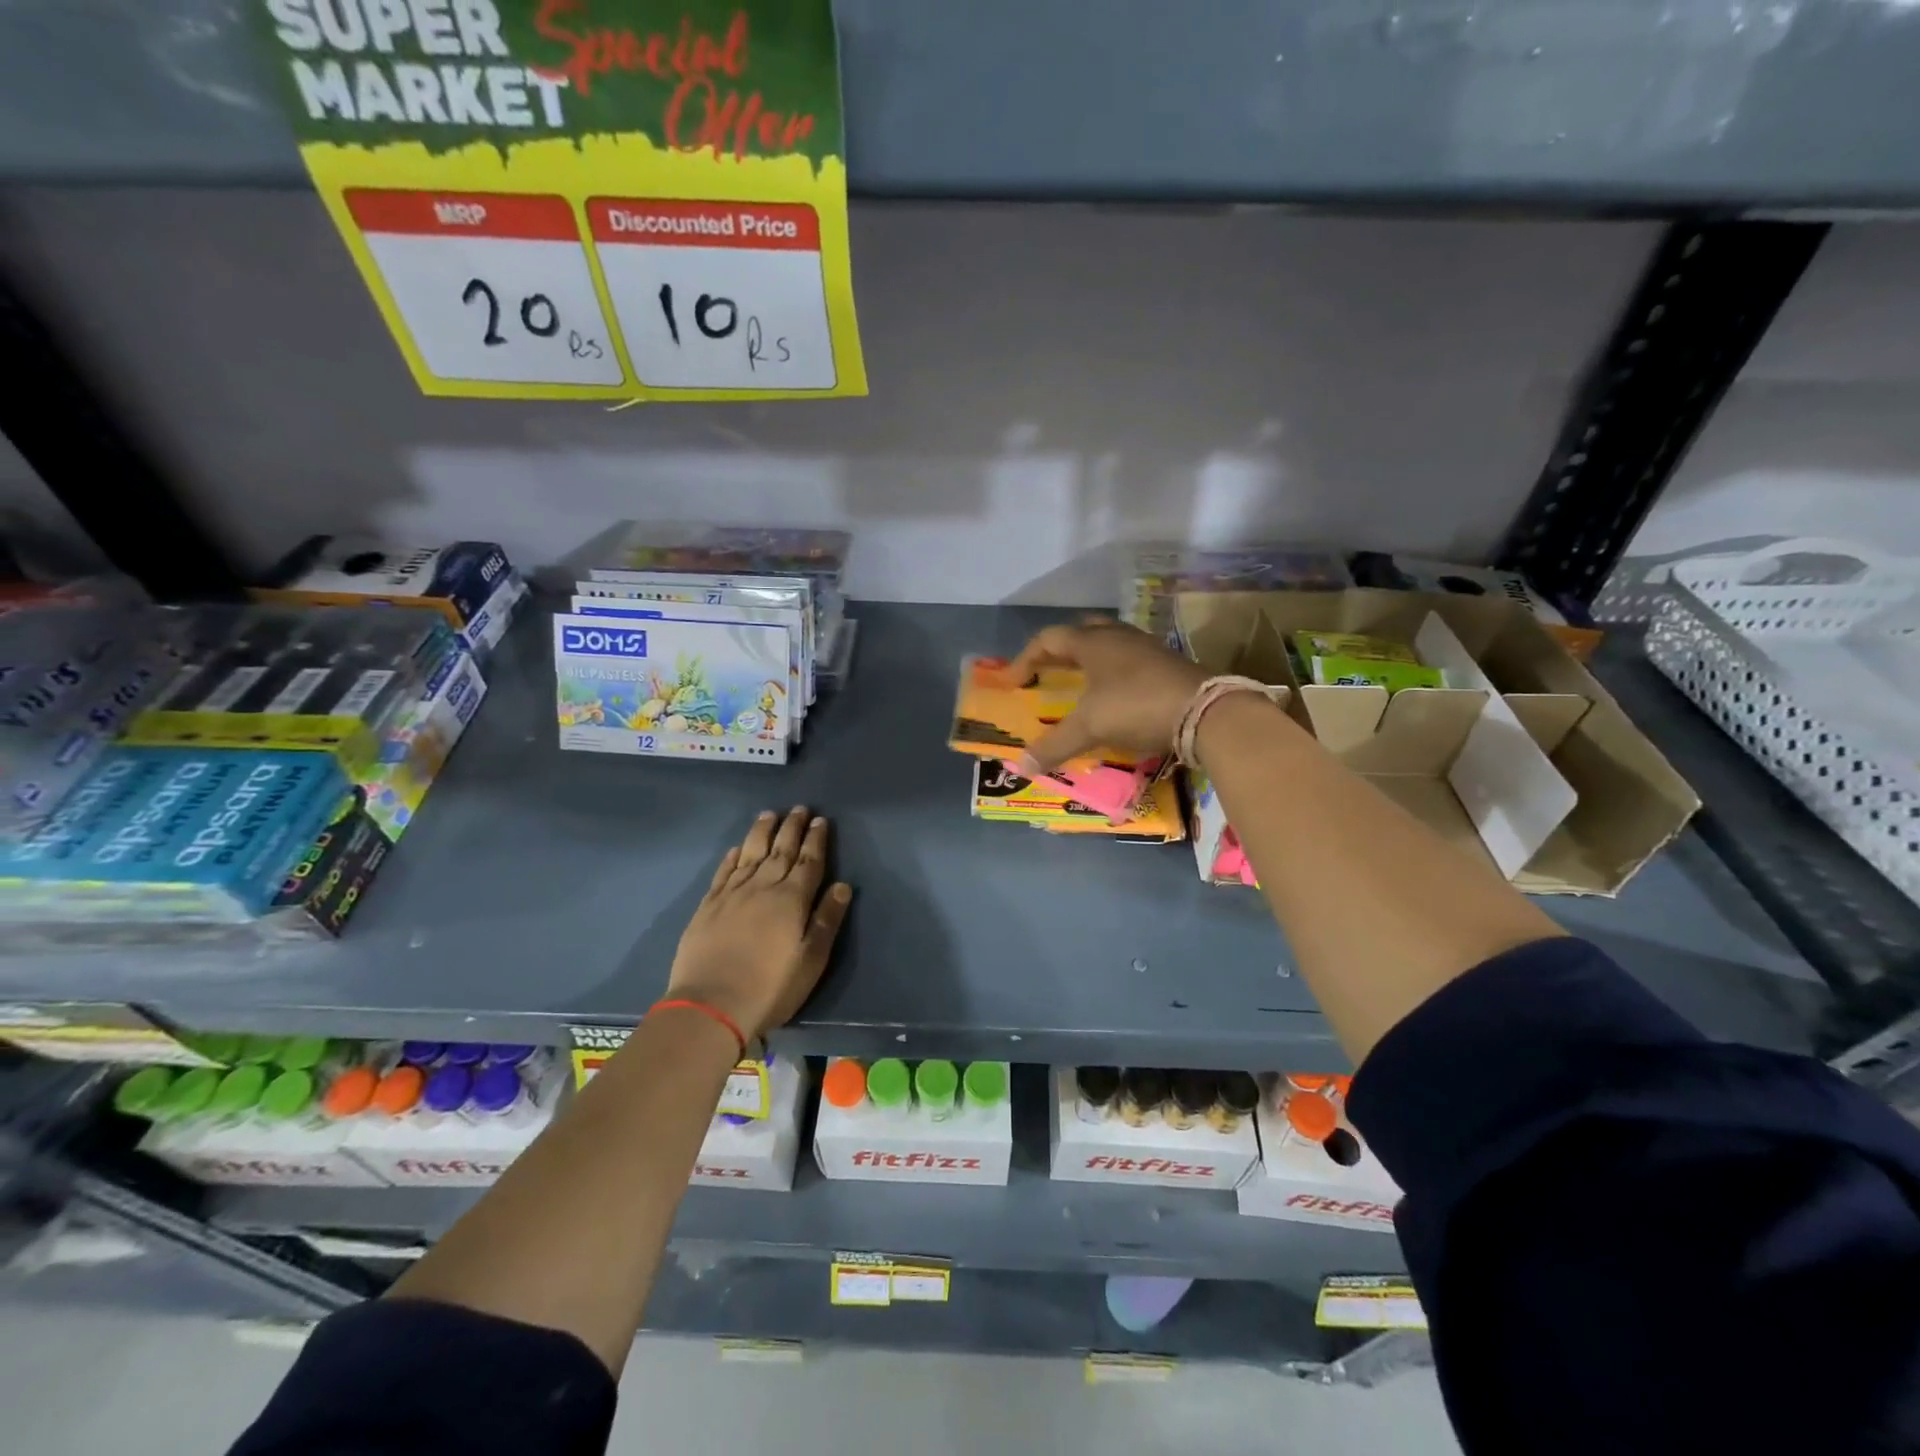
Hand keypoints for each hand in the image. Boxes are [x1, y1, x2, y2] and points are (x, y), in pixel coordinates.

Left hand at [666, 807, 852, 1039]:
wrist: (711, 1005)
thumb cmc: (771, 987)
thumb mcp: (811, 959)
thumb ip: (827, 920)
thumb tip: (842, 885)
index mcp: (792, 899)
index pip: (808, 861)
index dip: (816, 840)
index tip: (820, 820)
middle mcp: (762, 887)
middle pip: (780, 850)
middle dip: (792, 828)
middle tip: (800, 809)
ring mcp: (732, 894)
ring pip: (750, 853)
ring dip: (762, 832)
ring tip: (769, 814)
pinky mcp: (708, 906)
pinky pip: (723, 872)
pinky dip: (732, 857)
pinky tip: (736, 849)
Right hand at [1004, 617, 1207, 772]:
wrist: (1205, 711)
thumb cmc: (1136, 707)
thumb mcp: (1090, 727)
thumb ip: (1054, 745)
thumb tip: (1021, 767)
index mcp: (1094, 642)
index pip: (1050, 639)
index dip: (1027, 658)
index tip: (1014, 681)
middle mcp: (1119, 637)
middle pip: (1081, 632)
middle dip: (1060, 650)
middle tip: (1047, 671)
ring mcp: (1147, 648)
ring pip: (1109, 644)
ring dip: (1089, 660)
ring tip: (1079, 683)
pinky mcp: (1168, 664)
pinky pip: (1130, 660)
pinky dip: (1113, 673)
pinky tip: (1114, 695)